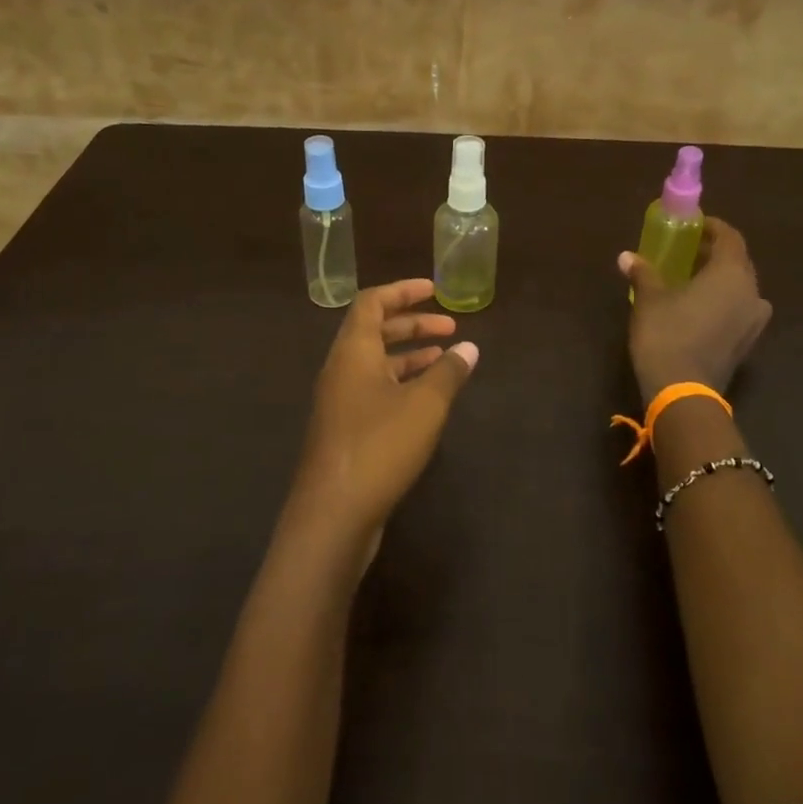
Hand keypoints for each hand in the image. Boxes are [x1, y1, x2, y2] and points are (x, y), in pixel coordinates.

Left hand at [285, 278, 477, 554]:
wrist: (333, 514)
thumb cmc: (379, 446)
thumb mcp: (425, 405)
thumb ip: (448, 373)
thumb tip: (469, 347)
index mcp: (353, 352)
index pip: (372, 302)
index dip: (403, 291)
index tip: (434, 289)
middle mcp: (341, 370)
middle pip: (374, 331)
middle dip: (412, 324)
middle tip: (449, 327)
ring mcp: (339, 402)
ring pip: (375, 364)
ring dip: (409, 355)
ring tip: (445, 359)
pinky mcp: (344, 430)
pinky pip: (374, 390)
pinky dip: (401, 383)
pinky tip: (427, 399)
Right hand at [619, 216, 771, 402]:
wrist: (682, 392)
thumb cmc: (667, 335)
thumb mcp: (649, 299)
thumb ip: (643, 273)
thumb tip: (627, 257)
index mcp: (731, 274)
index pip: (730, 238)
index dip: (712, 227)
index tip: (693, 226)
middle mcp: (752, 293)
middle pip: (738, 262)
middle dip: (715, 254)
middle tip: (688, 252)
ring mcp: (753, 321)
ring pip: (740, 288)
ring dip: (720, 280)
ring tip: (692, 281)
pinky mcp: (747, 343)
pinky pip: (738, 310)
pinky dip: (723, 302)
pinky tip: (698, 309)